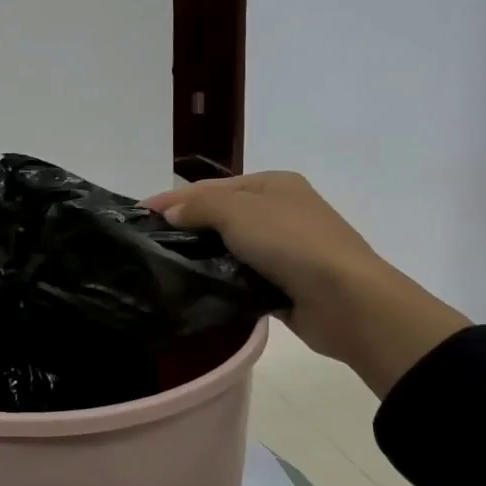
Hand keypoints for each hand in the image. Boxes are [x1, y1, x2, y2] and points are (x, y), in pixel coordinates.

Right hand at [143, 173, 469, 397]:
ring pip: (230, 246)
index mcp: (273, 184)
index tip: (137, 214)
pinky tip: (195, 286)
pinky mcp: (283, 282)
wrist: (348, 301)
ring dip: (202, 254)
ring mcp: (285, 248)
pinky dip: (220, 278)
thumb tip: (170, 212)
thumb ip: (200, 206)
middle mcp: (280, 211)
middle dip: (186, 225)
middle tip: (148, 242)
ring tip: (163, 265)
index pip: (211, 186)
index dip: (173, 198)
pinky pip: (241, 275)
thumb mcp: (239, 212)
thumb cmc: (293, 244)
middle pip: (220, 214)